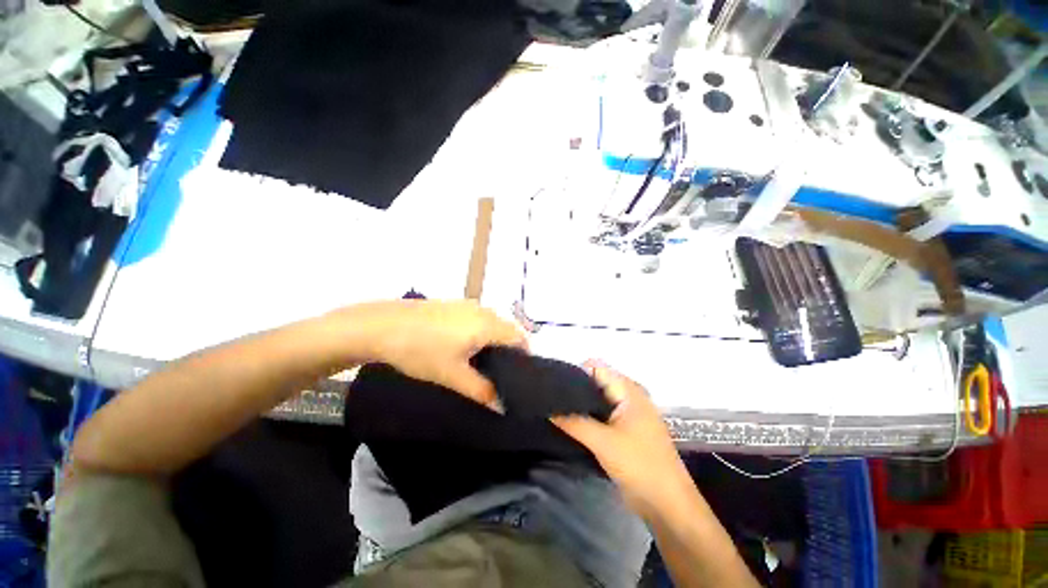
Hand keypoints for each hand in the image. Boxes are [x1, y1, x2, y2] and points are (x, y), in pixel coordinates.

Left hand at [340, 300, 527, 405]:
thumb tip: (502, 407)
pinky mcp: (454, 305)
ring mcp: (467, 305)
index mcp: (487, 325)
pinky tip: (464, 348)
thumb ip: (481, 391)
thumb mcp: (452, 375)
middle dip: (509, 351)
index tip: (520, 377)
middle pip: (507, 329)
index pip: (519, 337)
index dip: (525, 357)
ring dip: (494, 342)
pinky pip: (478, 319)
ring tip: (483, 364)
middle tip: (501, 375)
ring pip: (492, 323)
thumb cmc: (420, 350)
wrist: (382, 325)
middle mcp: (482, 310)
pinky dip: (480, 333)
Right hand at [553, 361, 691, 519]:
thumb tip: (548, 407)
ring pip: (597, 400)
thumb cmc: (639, 466)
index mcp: (628, 390)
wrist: (667, 505)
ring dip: (579, 405)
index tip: (553, 383)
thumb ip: (573, 421)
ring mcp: (627, 413)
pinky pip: (601, 415)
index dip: (574, 371)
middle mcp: (628, 396)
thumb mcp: (602, 442)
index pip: (596, 367)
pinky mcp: (624, 430)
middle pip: (595, 382)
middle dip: (574, 389)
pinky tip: (569, 424)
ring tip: (555, 410)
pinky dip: (586, 417)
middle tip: (551, 399)